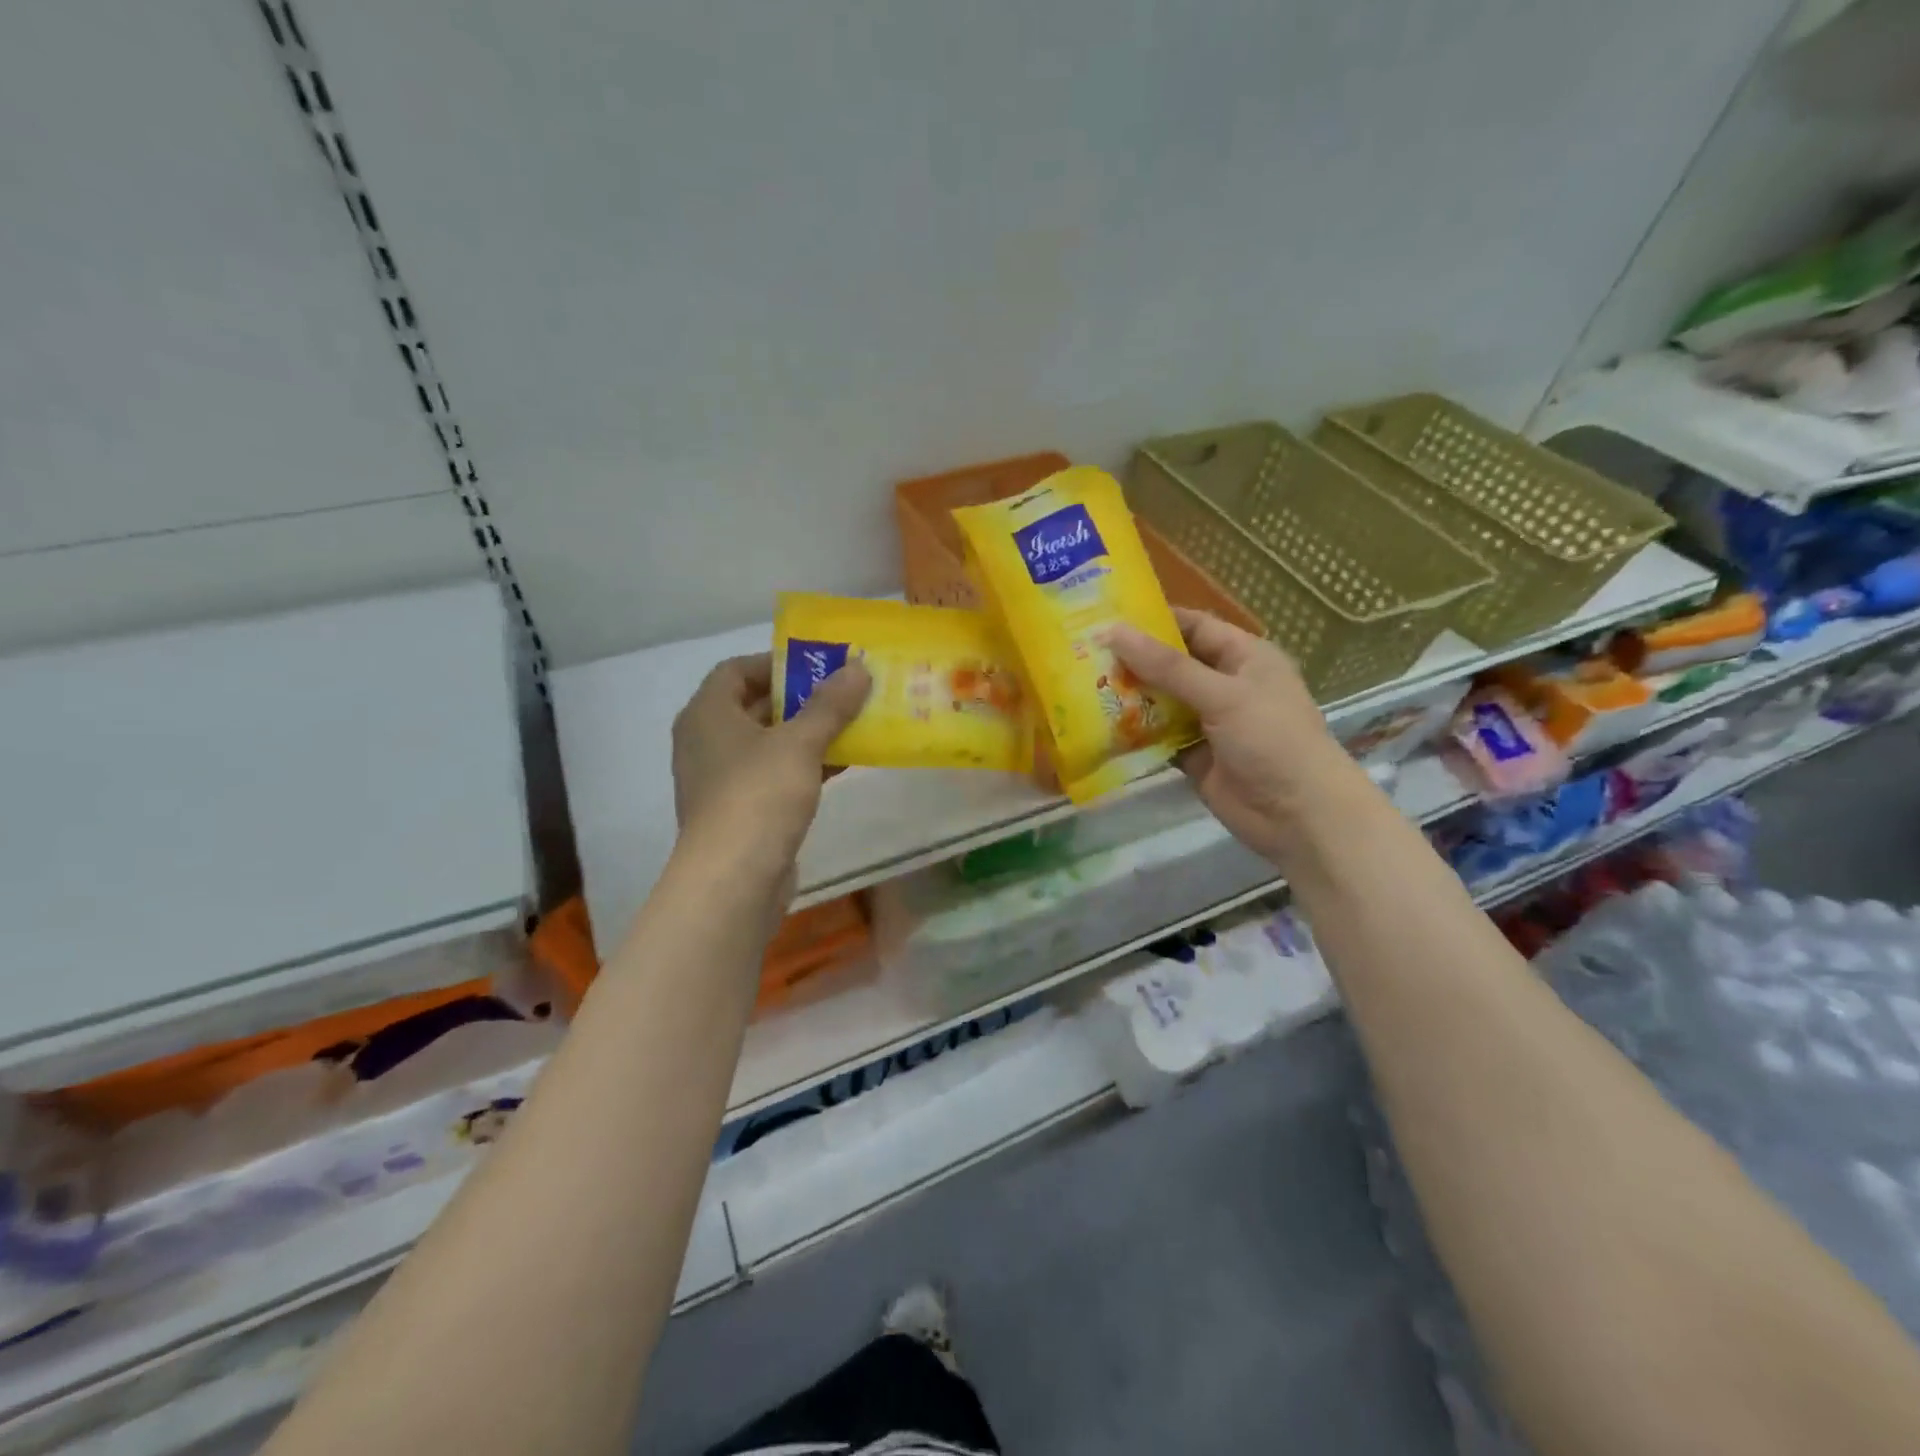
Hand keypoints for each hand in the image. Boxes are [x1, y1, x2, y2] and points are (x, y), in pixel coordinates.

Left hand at [670, 653, 871, 875]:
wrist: (733, 879)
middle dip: (800, 698)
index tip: (817, 666)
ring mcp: (721, 779)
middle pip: (754, 705)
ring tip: (852, 724)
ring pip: (768, 743)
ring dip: (807, 733)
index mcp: (707, 714)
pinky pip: (773, 775)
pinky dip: (804, 765)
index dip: (776, 663)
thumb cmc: (759, 796)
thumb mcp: (800, 743)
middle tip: (844, 692)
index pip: (736, 669)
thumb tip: (858, 666)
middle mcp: (706, 741)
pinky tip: (843, 763)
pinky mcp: (740, 811)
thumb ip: (830, 704)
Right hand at [1107, 609, 1365, 865]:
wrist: (1299, 815)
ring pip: (1161, 702)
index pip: (1193, 626)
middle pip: (1171, 665)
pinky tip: (1099, 727)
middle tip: (1082, 654)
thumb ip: (1167, 667)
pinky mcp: (1194, 756)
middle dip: (1132, 661)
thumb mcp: (1222, 694)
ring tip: (1080, 687)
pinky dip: (1135, 734)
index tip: (1106, 618)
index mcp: (1243, 657)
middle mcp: (1225, 685)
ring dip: (1129, 697)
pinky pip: (1158, 738)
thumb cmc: (1271, 739)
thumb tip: (1113, 631)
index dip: (1153, 621)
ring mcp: (1208, 722)